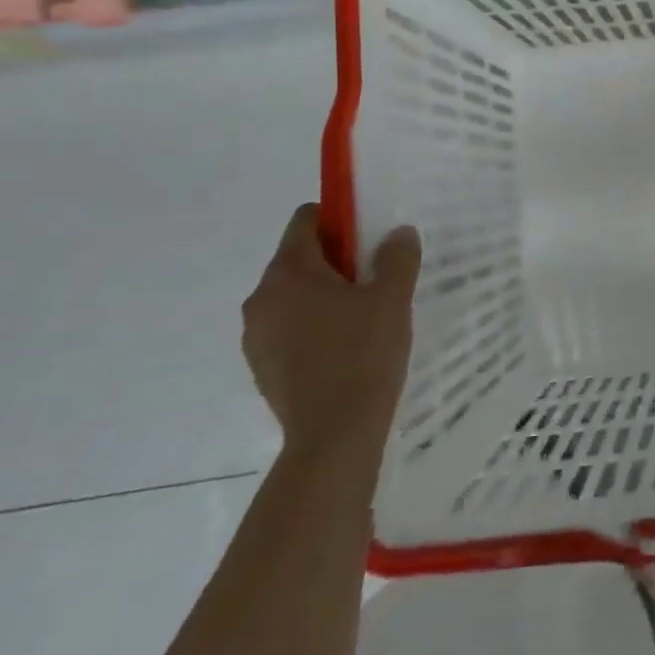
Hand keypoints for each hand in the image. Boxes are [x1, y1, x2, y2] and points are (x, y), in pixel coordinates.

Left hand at [242, 204, 420, 465]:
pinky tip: (345, 347)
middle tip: (375, 279)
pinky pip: (289, 327)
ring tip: (364, 316)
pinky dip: (313, 326)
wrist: (334, 435)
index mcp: (289, 272)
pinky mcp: (261, 366)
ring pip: (294, 295)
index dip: (339, 219)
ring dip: (324, 295)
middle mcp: (262, 297)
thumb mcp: (392, 298)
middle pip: (299, 258)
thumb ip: (397, 257)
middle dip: (336, 260)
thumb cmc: (363, 354)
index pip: (305, 220)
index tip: (369, 238)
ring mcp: (256, 335)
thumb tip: (398, 233)